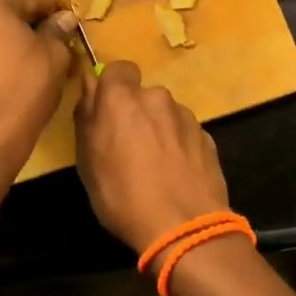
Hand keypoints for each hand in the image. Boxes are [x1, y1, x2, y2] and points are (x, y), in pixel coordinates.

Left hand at [0, 0, 77, 173]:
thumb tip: (64, 19)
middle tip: (51, 38)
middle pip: (4, 9)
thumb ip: (58, 29)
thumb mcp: (54, 54)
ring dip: (6, 36)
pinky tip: (8, 67)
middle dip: (27, 21)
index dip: (54, 8)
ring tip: (30, 56)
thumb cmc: (24, 86)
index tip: (68, 18)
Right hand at [75, 61, 229, 253]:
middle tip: (128, 147)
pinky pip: (184, 133)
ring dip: (159, 129)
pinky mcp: (207, 136)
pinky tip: (175, 175)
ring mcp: (186, 116)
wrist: (185, 226)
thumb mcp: (88, 161)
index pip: (118, 69)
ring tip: (155, 167)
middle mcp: (157, 97)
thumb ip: (87, 116)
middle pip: (142, 94)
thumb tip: (89, 86)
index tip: (107, 111)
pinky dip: (178, 146)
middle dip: (135, 112)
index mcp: (122, 98)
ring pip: (165, 114)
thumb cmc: (123, 195)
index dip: (112, 87)